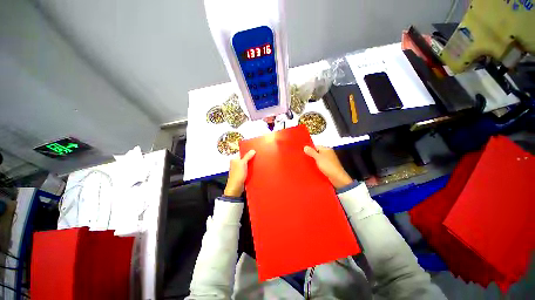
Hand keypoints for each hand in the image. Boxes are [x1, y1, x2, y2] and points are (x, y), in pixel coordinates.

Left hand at [224, 150, 255, 196]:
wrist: (236, 187)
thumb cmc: (238, 174)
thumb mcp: (243, 163)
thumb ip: (247, 156)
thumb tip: (253, 150)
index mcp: (234, 159)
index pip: (241, 153)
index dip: (247, 151)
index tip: (254, 150)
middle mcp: (236, 163)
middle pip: (245, 158)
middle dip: (251, 157)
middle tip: (258, 155)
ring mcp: (239, 169)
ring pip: (247, 164)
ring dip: (251, 164)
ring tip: (258, 161)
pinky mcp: (242, 174)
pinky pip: (248, 169)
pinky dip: (251, 169)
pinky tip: (256, 168)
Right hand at [304, 146, 352, 188]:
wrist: (337, 178)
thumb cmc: (328, 166)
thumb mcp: (318, 158)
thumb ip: (311, 152)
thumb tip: (305, 147)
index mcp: (326, 149)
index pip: (316, 146)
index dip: (309, 149)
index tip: (303, 152)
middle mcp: (328, 154)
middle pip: (317, 153)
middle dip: (310, 155)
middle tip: (303, 158)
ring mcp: (328, 160)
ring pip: (318, 159)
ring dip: (313, 161)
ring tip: (306, 163)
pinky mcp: (328, 167)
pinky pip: (320, 164)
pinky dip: (316, 166)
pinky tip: (312, 168)